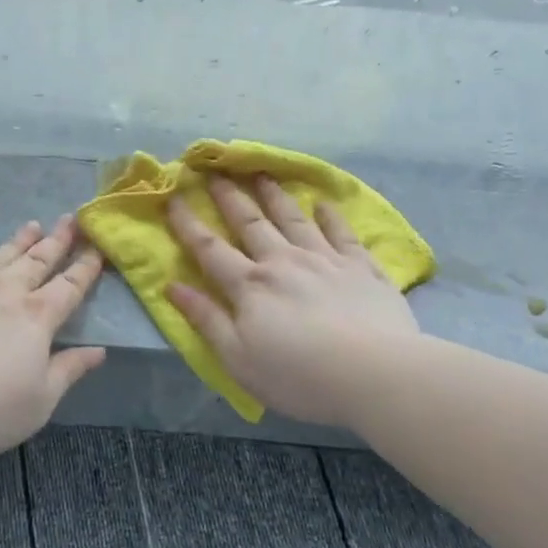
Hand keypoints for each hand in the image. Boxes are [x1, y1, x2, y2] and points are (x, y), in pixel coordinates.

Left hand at [0, 216, 106, 460]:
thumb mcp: (39, 402)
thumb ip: (69, 370)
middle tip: (70, 219)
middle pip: (36, 261)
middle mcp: (2, 293)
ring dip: (18, 242)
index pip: (69, 286)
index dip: (85, 267)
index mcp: (35, 318)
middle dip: (57, 240)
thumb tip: (99, 350)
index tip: (97, 246)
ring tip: (32, 226)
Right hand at [166, 175, 420, 430]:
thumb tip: (172, 285)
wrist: (375, 373)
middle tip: (216, 172)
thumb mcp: (238, 359)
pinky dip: (331, 217)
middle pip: (250, 223)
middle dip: (230, 197)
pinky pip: (342, 233)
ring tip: (261, 175)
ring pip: (293, 219)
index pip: (210, 248)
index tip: (173, 197)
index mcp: (250, 286)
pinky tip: (324, 204)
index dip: (188, 223)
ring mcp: (324, 260)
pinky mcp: (361, 267)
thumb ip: (206, 319)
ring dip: (274, 196)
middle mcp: (283, 261)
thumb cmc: (299, 376)